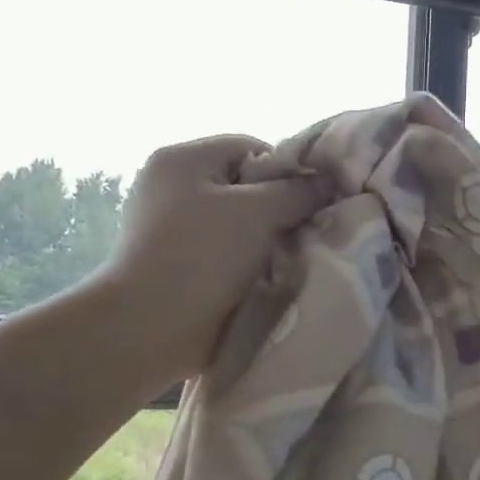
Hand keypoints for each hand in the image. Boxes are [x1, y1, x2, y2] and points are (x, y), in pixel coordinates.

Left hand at [98, 134, 331, 381]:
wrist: (147, 330)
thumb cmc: (201, 256)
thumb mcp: (258, 212)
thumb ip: (298, 192)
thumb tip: (331, 180)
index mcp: (184, 160)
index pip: (252, 149)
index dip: (289, 173)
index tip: (312, 204)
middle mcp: (174, 187)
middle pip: (247, 188)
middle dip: (280, 211)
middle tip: (306, 235)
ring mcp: (173, 229)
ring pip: (241, 225)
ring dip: (268, 242)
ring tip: (290, 262)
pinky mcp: (180, 266)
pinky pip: (228, 254)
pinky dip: (250, 265)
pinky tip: (269, 281)